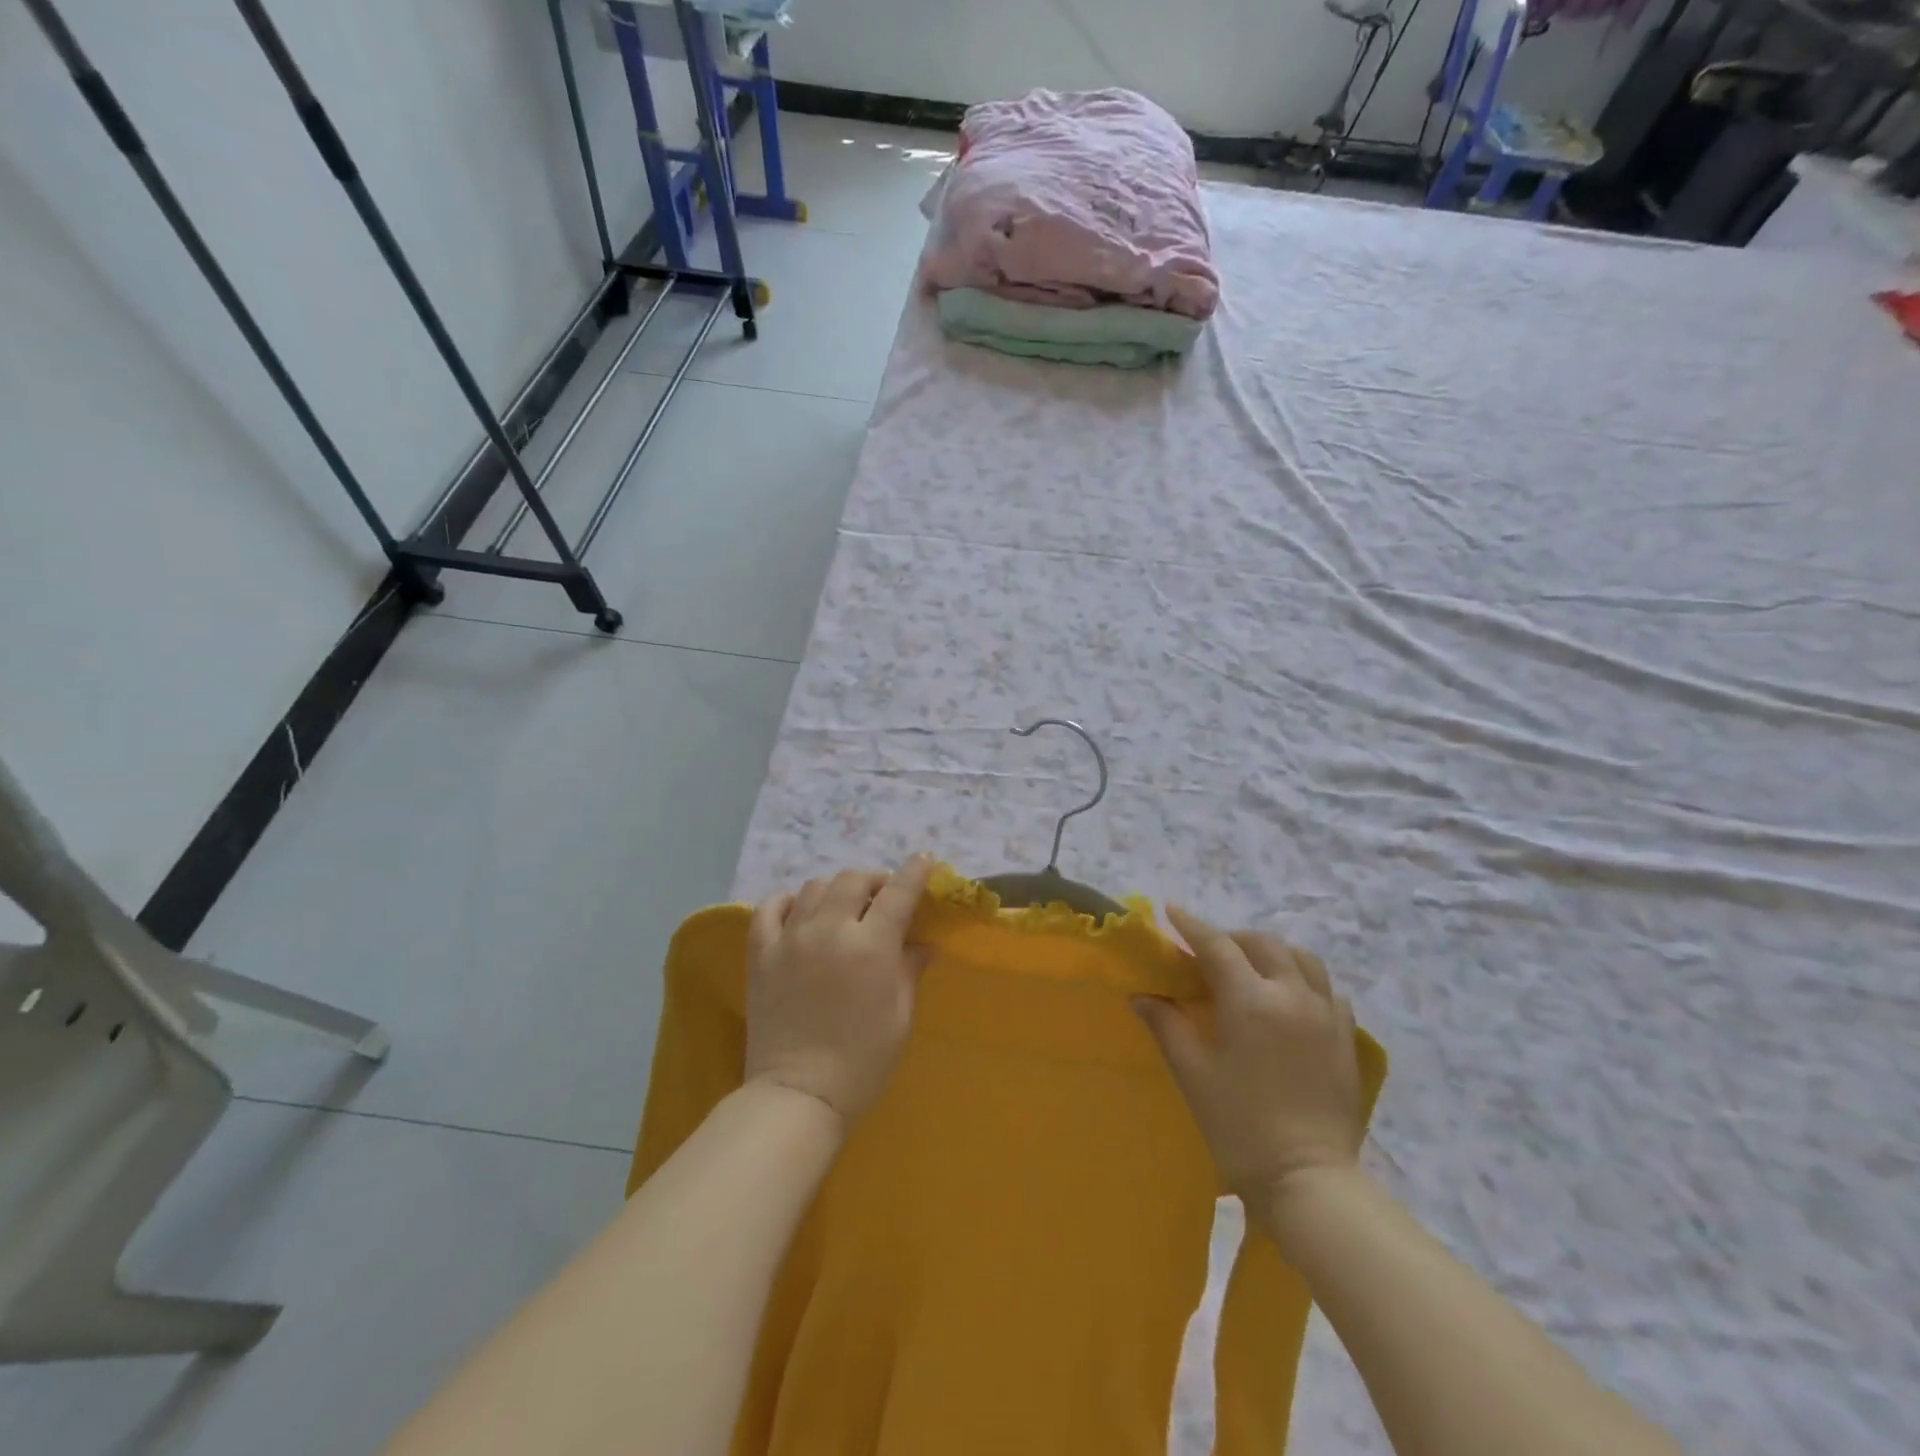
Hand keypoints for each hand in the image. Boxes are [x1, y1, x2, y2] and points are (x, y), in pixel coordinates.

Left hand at [743, 855, 936, 1123]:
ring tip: (844, 906)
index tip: (923, 860)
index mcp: (870, 947)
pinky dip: (788, 900)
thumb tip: (925, 943)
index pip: (897, 893)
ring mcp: (790, 939)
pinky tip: (800, 910)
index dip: (914, 872)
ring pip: (815, 887)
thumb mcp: (900, 1016)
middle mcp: (830, 931)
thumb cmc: (862, 1061)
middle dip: (874, 879)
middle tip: (882, 896)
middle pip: (853, 880)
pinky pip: (770, 907)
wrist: (798, 1094)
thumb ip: (910, 970)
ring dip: (836, 889)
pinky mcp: (761, 953)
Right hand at [1134, 905, 1363, 1203]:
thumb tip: (1142, 995)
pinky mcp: (1346, 1038)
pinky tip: (1289, 999)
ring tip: (1251, 968)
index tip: (1171, 911)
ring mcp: (1326, 1015)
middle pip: (1262, 944)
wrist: (1309, 1181)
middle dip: (1231, 939)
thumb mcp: (1193, 1073)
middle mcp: (1292, 995)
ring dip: (1271, 953)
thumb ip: (1167, 1025)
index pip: (1217, 946)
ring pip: (1301, 958)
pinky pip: (1326, 988)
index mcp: (1251, 1000)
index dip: (1192, 926)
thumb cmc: (1240, 1126)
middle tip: (1207, 953)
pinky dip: (1303, 979)